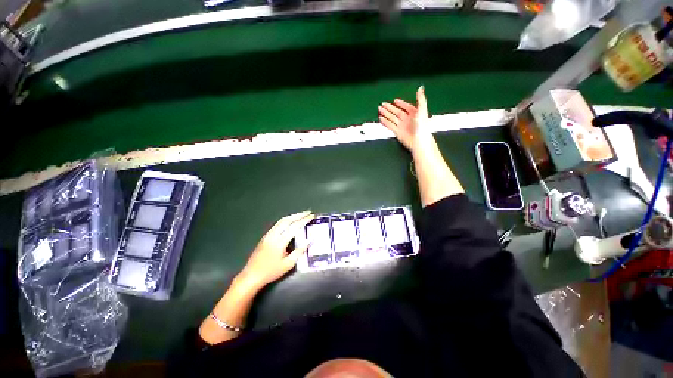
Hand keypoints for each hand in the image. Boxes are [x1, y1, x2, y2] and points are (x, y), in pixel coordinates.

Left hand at [236, 211, 314, 291]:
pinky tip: (290, 221)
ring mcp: (268, 235)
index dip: (304, 220)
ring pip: (281, 221)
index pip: (294, 227)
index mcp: (280, 242)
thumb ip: (299, 251)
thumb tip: (309, 241)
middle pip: (287, 220)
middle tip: (308, 212)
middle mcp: (273, 235)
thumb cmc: (271, 272)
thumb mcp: (288, 264)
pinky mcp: (265, 236)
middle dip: (299, 215)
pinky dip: (286, 220)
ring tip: (301, 215)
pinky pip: (277, 224)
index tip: (312, 216)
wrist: (251, 276)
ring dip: (292, 216)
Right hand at [378, 86, 429, 150]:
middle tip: (383, 104)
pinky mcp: (397, 132)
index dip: (401, 103)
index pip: (406, 107)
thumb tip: (420, 88)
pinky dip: (385, 122)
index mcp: (414, 114)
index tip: (395, 101)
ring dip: (386, 114)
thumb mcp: (422, 110)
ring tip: (380, 109)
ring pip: (392, 118)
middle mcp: (407, 119)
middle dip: (389, 108)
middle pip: (397, 112)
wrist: (419, 141)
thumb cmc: (422, 127)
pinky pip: (390, 125)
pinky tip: (381, 118)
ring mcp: (402, 126)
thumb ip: (420, 99)